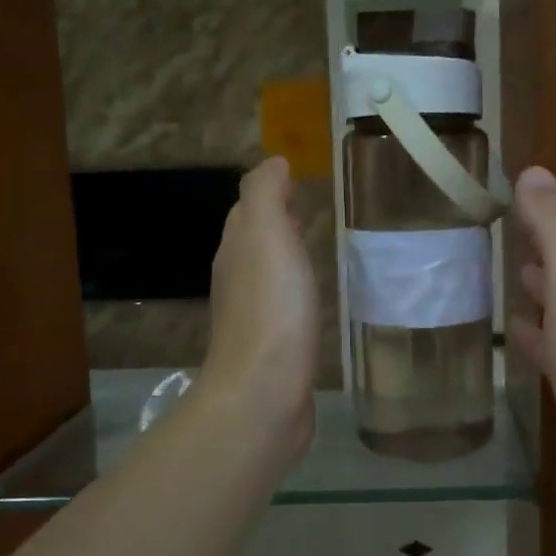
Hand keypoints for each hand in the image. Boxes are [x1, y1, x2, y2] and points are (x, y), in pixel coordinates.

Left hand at [201, 158, 319, 460]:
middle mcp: (238, 279)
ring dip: (287, 258)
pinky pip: (284, 307)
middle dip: (278, 223)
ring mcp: (254, 317)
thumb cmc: (271, 308)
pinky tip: (316, 300)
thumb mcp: (266, 235)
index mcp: (236, 249)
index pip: (248, 209)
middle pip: (255, 240)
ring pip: (269, 274)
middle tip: (314, 210)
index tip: (301, 182)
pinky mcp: (274, 349)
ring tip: (319, 249)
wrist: (264, 393)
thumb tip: (273, 162)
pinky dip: (296, 293)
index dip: (270, 193)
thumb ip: (265, 194)